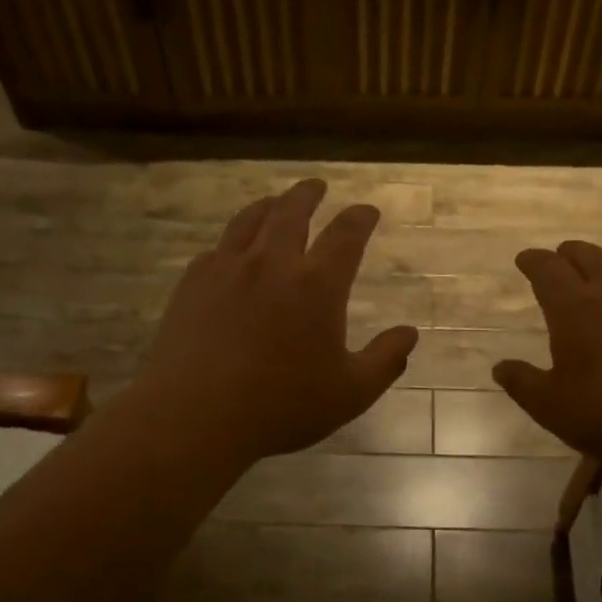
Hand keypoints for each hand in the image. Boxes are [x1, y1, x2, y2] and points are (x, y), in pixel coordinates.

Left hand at [140, 178, 419, 463]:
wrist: (195, 416)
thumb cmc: (281, 407)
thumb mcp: (351, 393)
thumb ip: (385, 360)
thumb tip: (409, 334)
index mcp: (317, 285)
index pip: (346, 235)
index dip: (360, 218)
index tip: (367, 210)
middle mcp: (272, 263)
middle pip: (292, 212)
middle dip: (309, 194)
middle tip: (317, 185)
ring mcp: (227, 269)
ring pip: (250, 221)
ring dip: (268, 205)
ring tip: (275, 202)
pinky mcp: (192, 284)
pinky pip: (217, 249)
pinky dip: (233, 241)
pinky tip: (231, 250)